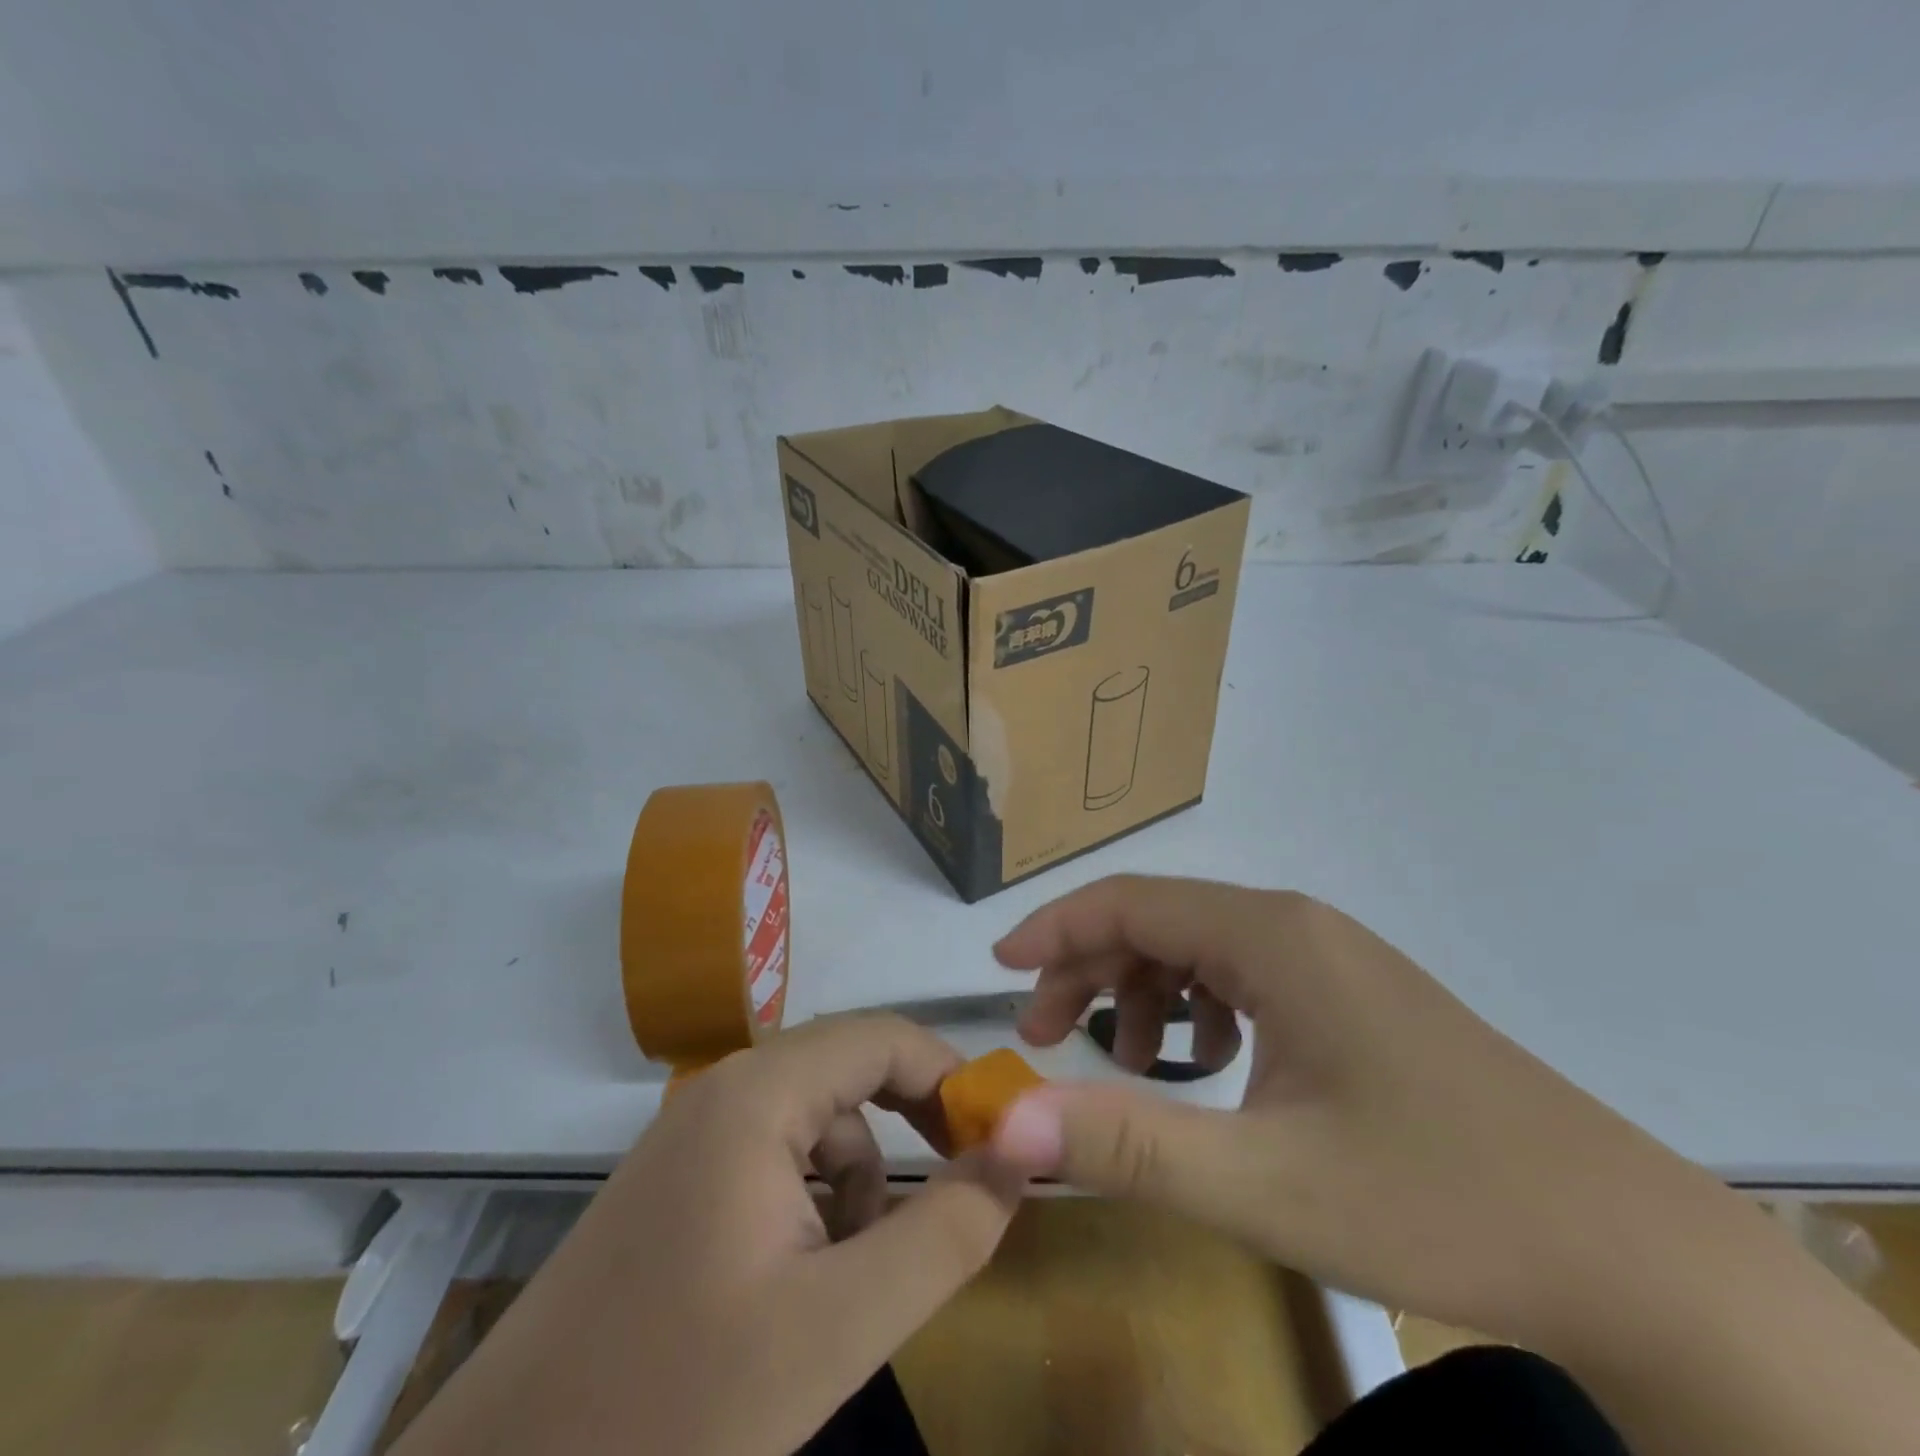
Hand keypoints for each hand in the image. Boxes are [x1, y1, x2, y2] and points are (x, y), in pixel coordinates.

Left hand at [395, 1015, 1021, 1455]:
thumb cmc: (674, 1408)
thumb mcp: (839, 1327)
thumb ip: (945, 1232)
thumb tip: (1019, 1154)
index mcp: (758, 1093)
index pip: (884, 1037)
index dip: (951, 1079)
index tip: (997, 1145)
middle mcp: (724, 1089)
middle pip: (851, 1075)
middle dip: (906, 1136)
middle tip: (946, 1208)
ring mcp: (694, 1134)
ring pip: (817, 1125)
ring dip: (856, 1187)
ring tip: (849, 1284)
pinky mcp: (678, 1182)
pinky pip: (776, 1159)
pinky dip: (811, 1206)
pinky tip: (795, 1287)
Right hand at [984, 874, 1712, 1349]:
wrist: (1623, 1251)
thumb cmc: (1437, 1201)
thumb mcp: (1262, 1183)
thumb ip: (1126, 1144)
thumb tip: (1009, 1123)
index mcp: (1270, 937)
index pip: (1130, 902)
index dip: (1053, 928)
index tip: (998, 970)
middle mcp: (1297, 926)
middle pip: (1160, 922)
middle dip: (1089, 971)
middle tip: (1043, 1036)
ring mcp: (1331, 958)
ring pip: (1200, 950)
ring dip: (1144, 996)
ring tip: (1127, 1068)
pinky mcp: (1352, 996)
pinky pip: (1245, 979)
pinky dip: (1200, 1013)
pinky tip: (1211, 1070)